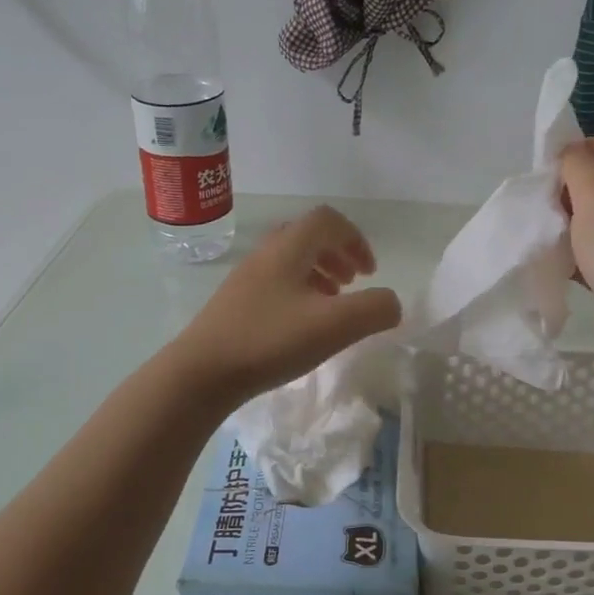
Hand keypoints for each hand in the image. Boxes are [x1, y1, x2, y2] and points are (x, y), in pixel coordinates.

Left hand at [173, 206, 402, 404]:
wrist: (200, 373)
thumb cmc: (270, 341)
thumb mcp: (335, 326)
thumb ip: (374, 309)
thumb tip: (392, 303)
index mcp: (289, 248)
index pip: (328, 220)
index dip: (355, 239)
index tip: (370, 272)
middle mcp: (266, 254)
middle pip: (308, 237)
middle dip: (338, 255)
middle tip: (354, 283)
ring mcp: (246, 279)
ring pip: (290, 262)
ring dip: (319, 275)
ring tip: (332, 304)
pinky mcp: (234, 304)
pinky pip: (275, 284)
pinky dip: (298, 294)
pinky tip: (301, 326)